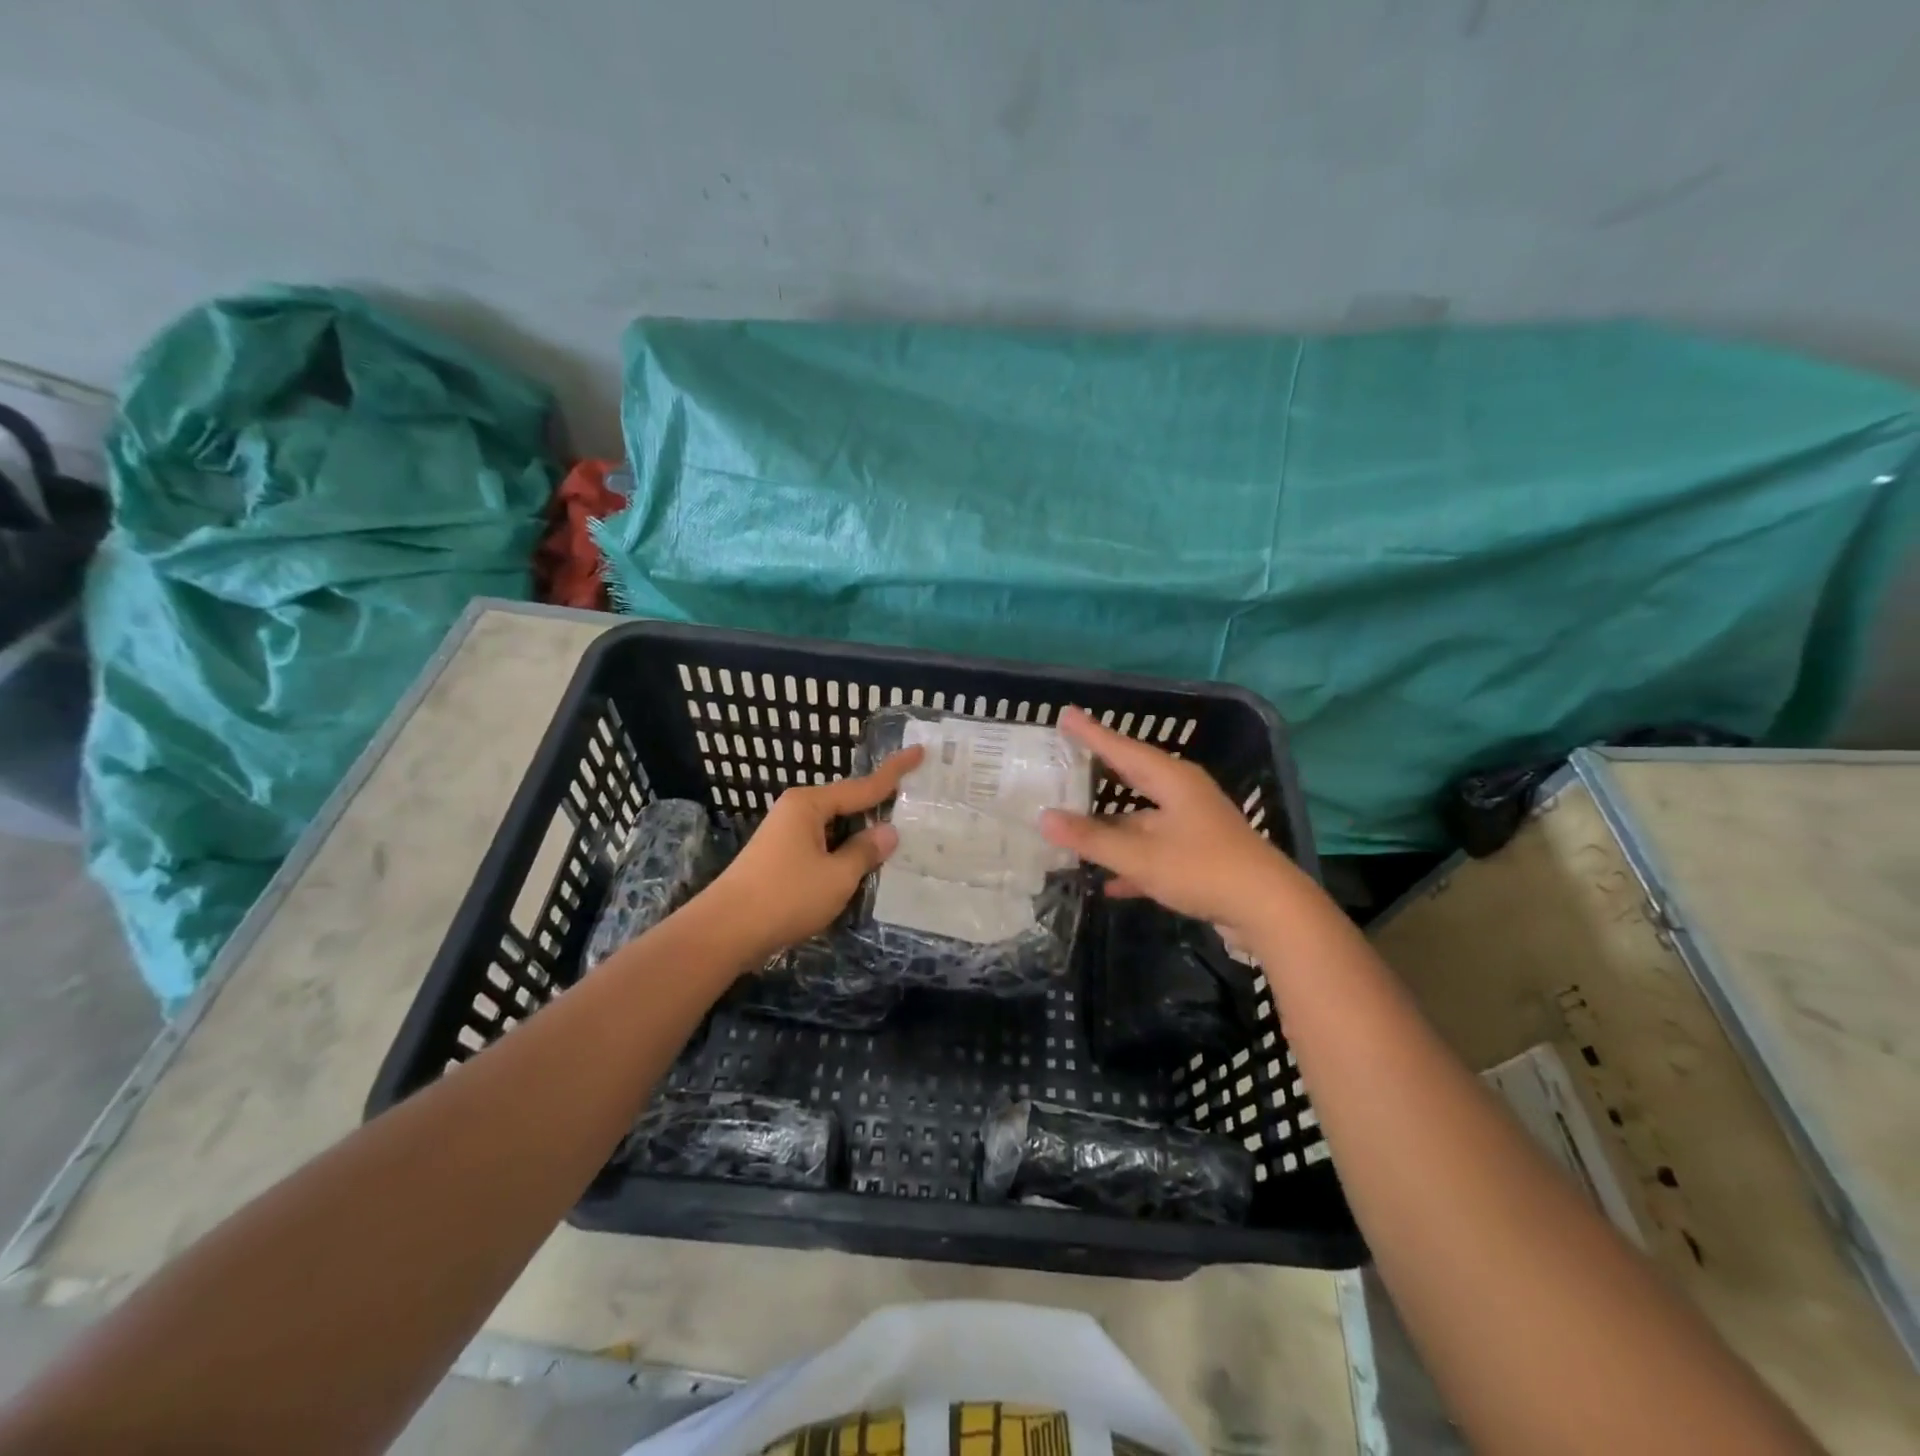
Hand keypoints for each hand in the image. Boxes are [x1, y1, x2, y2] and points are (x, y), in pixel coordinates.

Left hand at [693, 746, 924, 963]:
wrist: (724, 931)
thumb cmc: (785, 897)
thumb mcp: (837, 876)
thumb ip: (865, 852)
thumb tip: (888, 832)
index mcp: (810, 804)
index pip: (863, 786)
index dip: (894, 772)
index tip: (919, 751)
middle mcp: (796, 811)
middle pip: (847, 804)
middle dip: (877, 807)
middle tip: (914, 805)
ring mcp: (785, 835)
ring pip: (834, 828)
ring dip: (859, 836)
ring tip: (894, 841)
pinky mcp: (779, 858)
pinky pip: (821, 846)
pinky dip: (842, 853)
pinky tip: (859, 867)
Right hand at [1039, 707, 1294, 937]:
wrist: (1269, 910)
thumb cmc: (1204, 869)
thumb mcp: (1141, 856)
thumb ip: (1092, 839)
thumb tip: (1044, 818)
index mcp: (1172, 781)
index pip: (1122, 749)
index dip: (1092, 734)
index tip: (1066, 714)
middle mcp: (1183, 796)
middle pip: (1132, 778)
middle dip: (1100, 772)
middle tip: (1067, 758)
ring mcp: (1192, 826)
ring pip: (1141, 820)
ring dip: (1111, 827)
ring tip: (1074, 827)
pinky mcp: (1198, 856)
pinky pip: (1153, 851)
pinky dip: (1131, 862)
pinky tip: (1109, 883)